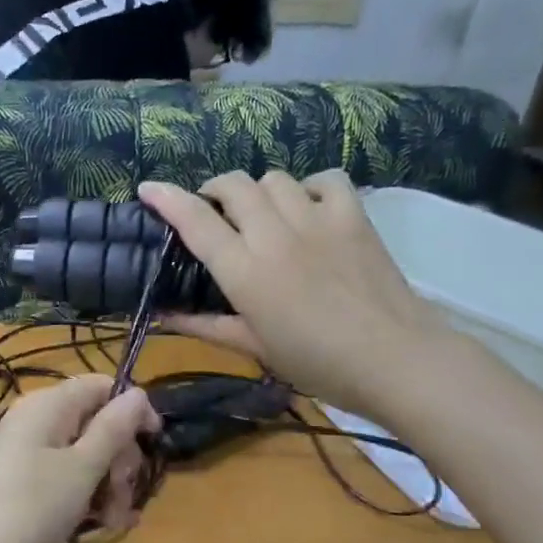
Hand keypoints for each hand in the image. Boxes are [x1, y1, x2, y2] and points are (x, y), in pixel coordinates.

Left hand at [0, 377, 161, 542]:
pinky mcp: (29, 489)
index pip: (100, 387)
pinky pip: (69, 483)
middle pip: (96, 425)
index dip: (131, 409)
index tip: (154, 441)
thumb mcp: (83, 466)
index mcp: (48, 406)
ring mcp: (31, 458)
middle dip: (120, 459)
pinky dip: (88, 501)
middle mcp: (39, 424)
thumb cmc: (32, 505)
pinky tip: (102, 526)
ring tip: (114, 520)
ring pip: (87, 459)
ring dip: (109, 487)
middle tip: (124, 491)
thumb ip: (114, 428)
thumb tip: (138, 392)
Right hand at [138, 171, 456, 417]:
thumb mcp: (255, 348)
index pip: (195, 220)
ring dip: (259, 191)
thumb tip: (164, 316)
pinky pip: (325, 179)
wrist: (394, 359)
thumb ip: (207, 326)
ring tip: (263, 215)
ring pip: (274, 178)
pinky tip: (309, 209)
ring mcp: (317, 219)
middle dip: (215, 191)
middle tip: (215, 213)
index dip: (166, 198)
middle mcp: (275, 235)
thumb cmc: (317, 363)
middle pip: (233, 185)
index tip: (148, 188)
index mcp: (244, 271)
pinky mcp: (354, 215)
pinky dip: (310, 188)